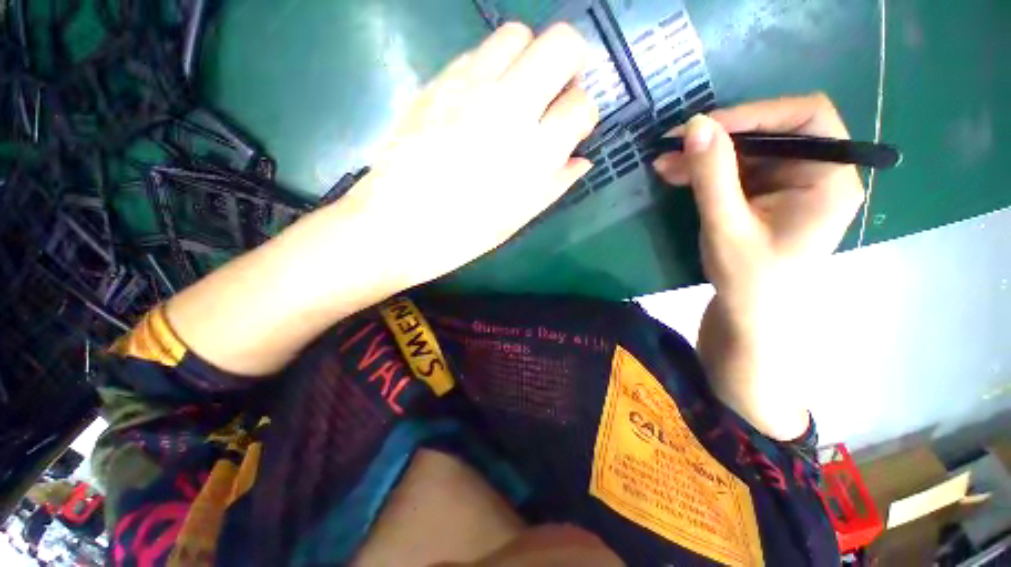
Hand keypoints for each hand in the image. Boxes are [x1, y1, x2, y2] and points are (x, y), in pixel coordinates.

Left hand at [348, 22, 598, 288]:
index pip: (581, 105)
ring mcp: (470, 88)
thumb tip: (581, 159)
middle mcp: (509, 109)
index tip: (570, 127)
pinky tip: (481, 100)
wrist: (398, 225)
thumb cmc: (463, 233)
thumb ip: (555, 183)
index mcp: (534, 154)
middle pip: (561, 44)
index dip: (581, 114)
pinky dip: (490, 67)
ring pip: (517, 35)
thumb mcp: (518, 217)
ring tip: (516, 92)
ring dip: (527, 58)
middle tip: (553, 93)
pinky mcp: (437, 81)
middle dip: (568, 64)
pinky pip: (476, 52)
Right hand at [652, 95, 864, 439]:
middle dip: (719, 138)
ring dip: (704, 156)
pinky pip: (735, 171)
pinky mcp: (765, 196)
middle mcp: (816, 173)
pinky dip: (705, 171)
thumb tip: (694, 124)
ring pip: (747, 152)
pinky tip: (676, 174)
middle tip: (671, 146)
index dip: (755, 113)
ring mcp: (789, 185)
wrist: (747, 317)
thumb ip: (713, 176)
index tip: (705, 127)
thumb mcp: (727, 227)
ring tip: (664, 163)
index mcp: (829, 179)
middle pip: (770, 133)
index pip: (806, 117)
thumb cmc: (748, 280)